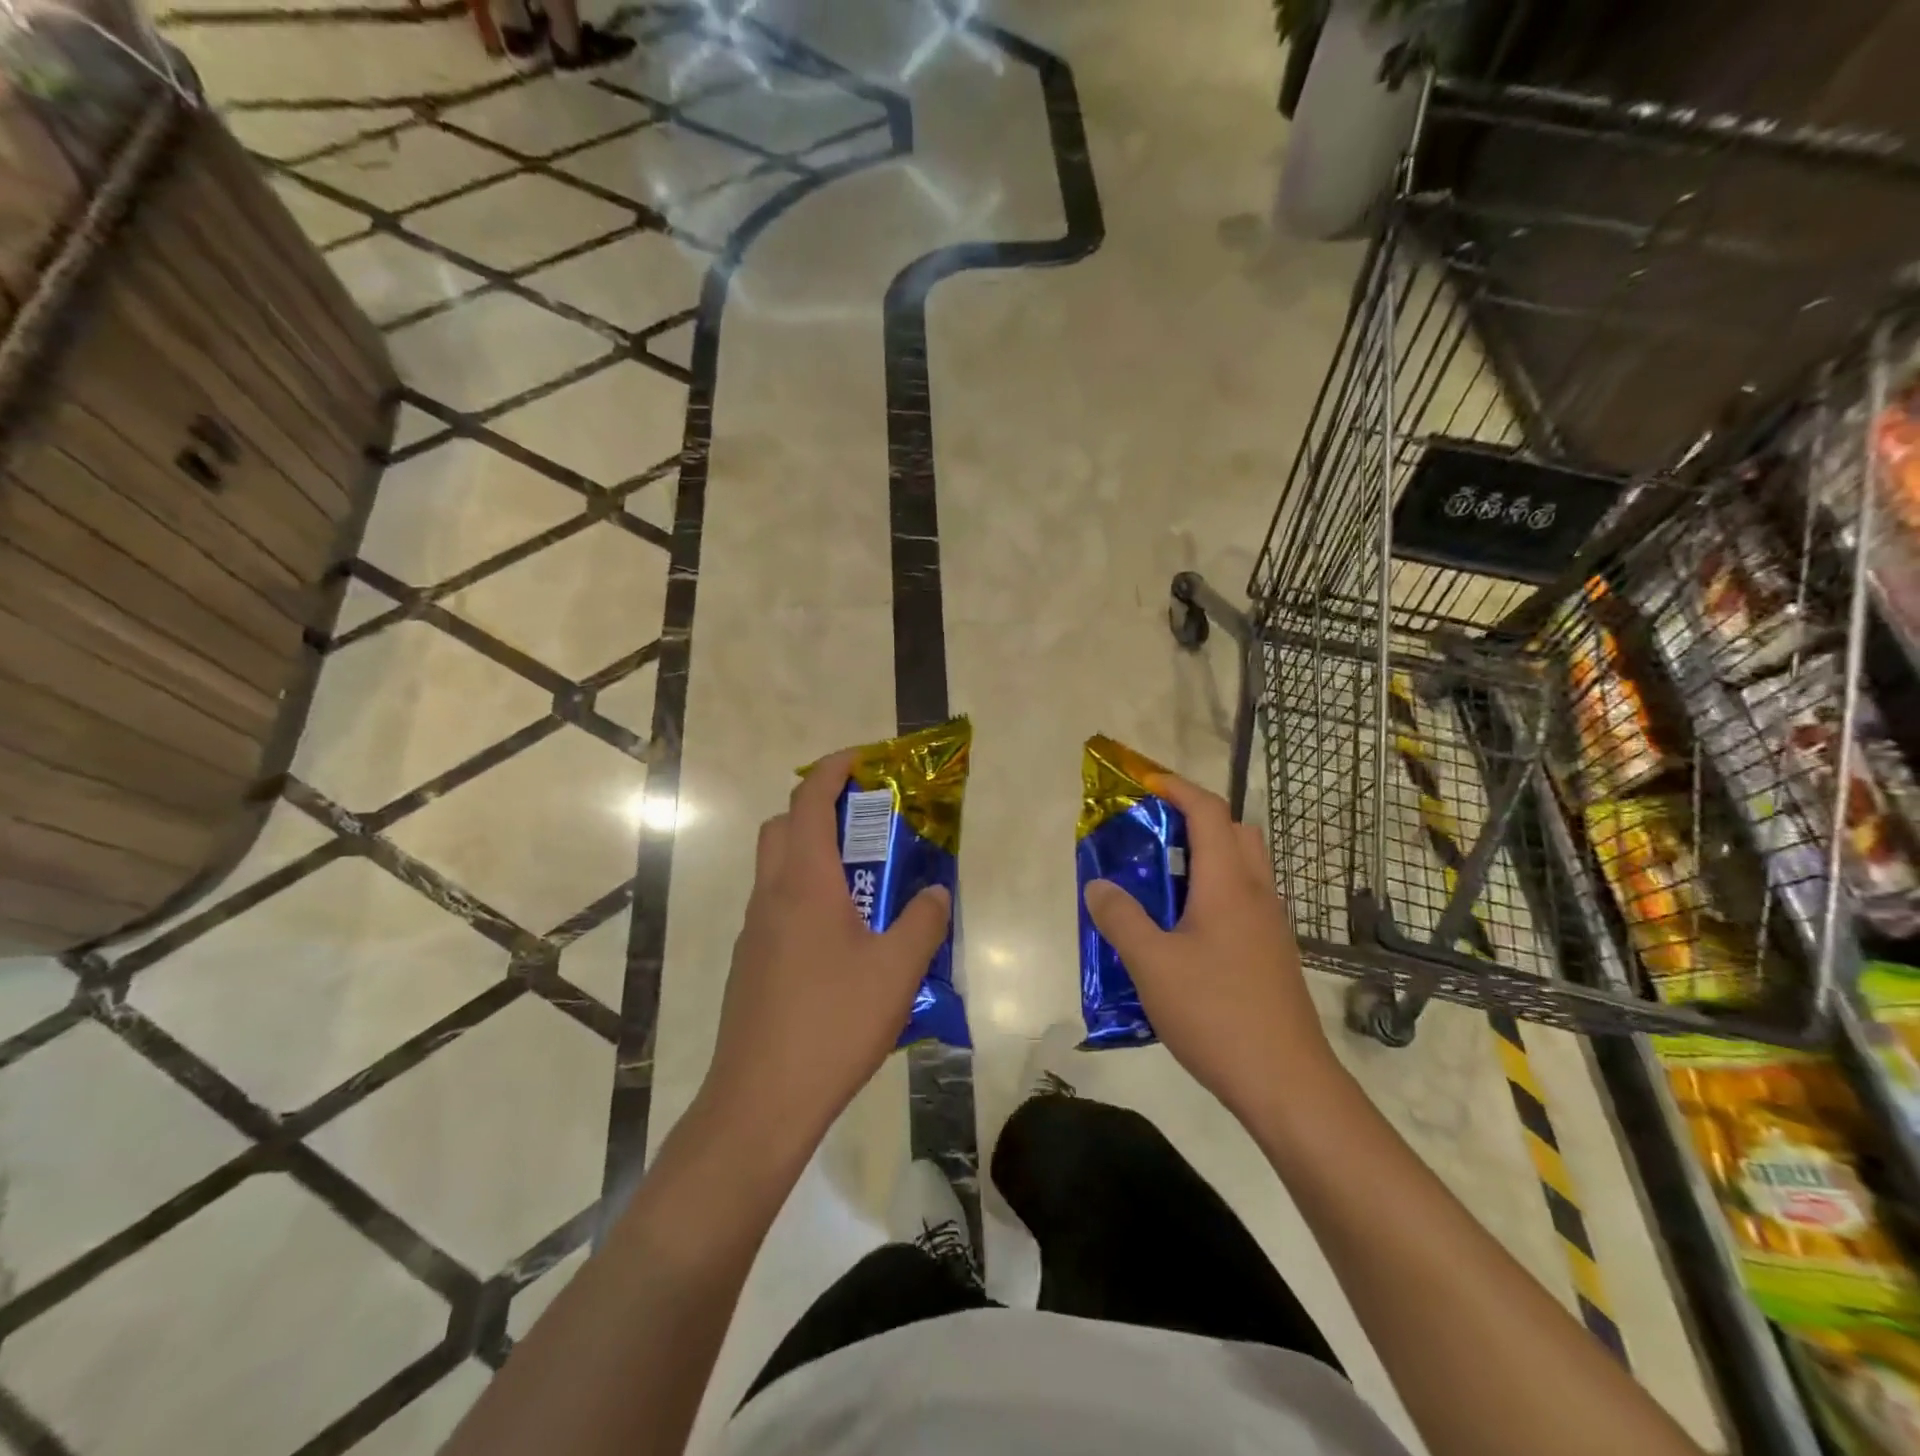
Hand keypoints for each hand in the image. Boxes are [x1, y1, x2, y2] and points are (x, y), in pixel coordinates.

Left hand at [699, 751, 951, 1161]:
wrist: (760, 1102)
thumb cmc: (832, 1024)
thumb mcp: (897, 971)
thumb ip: (923, 922)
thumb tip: (934, 893)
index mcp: (804, 884)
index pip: (809, 802)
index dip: (833, 770)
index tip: (863, 759)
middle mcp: (771, 897)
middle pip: (782, 827)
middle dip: (819, 809)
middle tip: (865, 823)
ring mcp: (753, 932)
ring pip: (776, 869)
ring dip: (812, 856)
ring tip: (863, 885)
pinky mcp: (749, 964)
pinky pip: (776, 908)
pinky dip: (805, 897)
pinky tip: (840, 941)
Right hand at [1082, 773, 1339, 1122]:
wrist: (1287, 1082)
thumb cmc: (1216, 1013)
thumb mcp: (1152, 965)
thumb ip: (1121, 918)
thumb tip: (1098, 885)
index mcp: (1228, 883)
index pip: (1208, 812)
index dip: (1177, 788)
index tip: (1145, 782)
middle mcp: (1257, 893)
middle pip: (1235, 831)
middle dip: (1196, 818)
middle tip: (1154, 833)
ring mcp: (1271, 924)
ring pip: (1244, 866)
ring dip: (1207, 855)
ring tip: (1163, 880)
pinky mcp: (1274, 953)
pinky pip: (1245, 899)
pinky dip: (1216, 890)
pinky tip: (1185, 930)